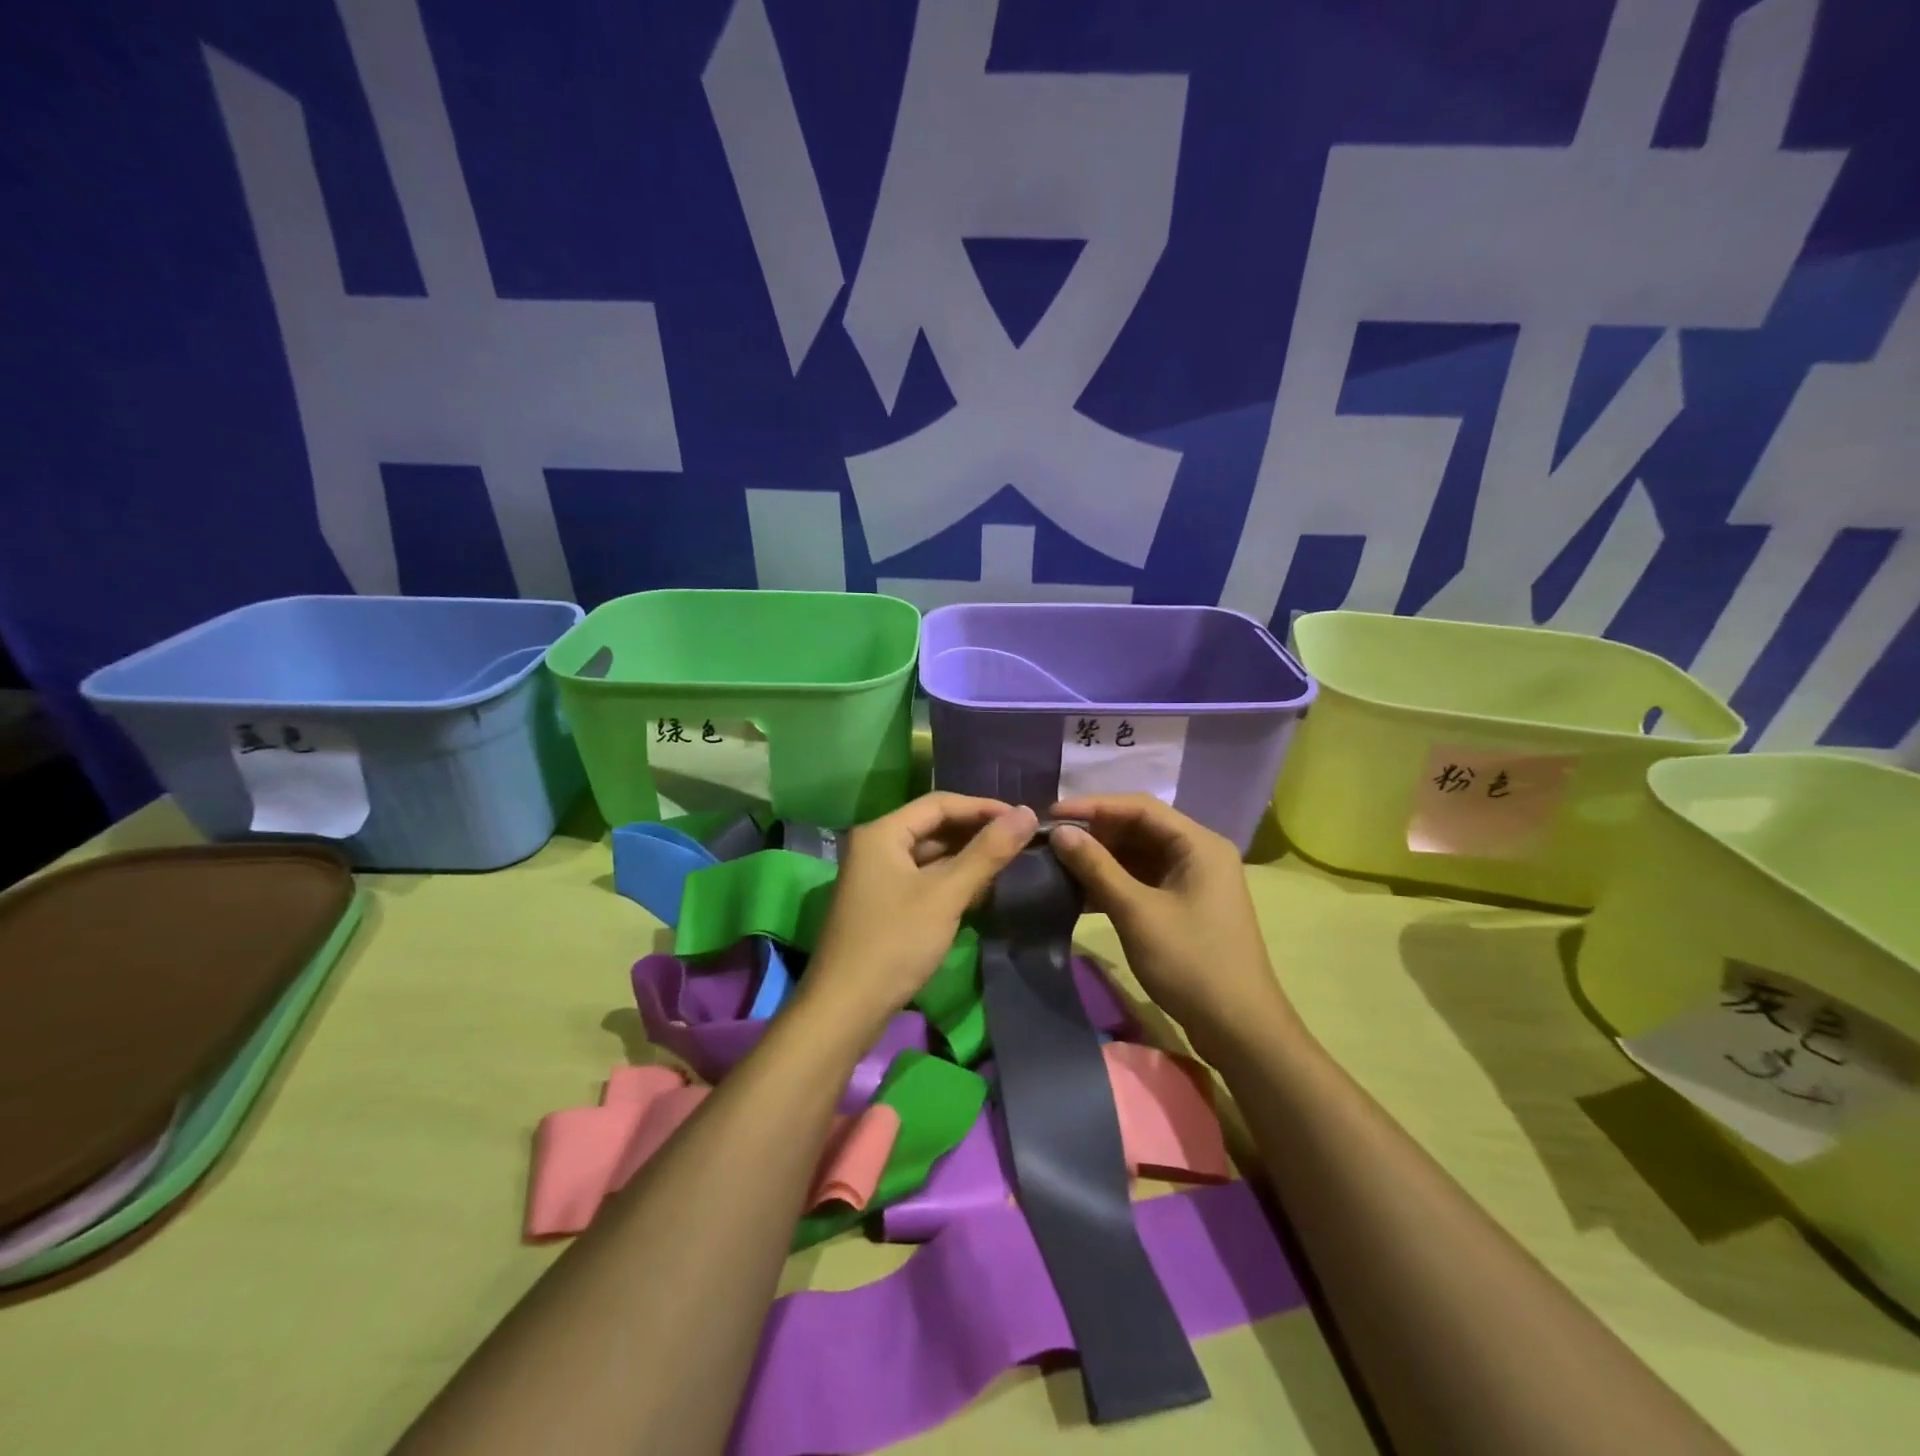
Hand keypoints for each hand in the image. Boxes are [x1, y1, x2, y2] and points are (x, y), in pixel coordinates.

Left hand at [802, 793, 1036, 1032]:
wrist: (846, 1009)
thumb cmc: (895, 943)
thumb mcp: (946, 895)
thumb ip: (987, 852)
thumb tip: (1028, 813)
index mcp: (882, 833)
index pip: (939, 803)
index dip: (983, 807)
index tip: (1024, 818)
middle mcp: (875, 846)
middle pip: (933, 827)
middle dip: (976, 833)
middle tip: (1021, 841)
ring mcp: (876, 877)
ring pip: (929, 855)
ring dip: (966, 858)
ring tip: (1008, 863)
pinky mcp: (882, 904)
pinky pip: (923, 879)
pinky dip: (951, 881)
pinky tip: (981, 890)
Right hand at [1049, 794, 1293, 1052]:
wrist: (1239, 1030)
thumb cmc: (1191, 963)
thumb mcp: (1137, 912)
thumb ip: (1097, 868)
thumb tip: (1060, 832)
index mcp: (1199, 844)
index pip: (1140, 807)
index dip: (1093, 806)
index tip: (1051, 815)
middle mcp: (1198, 853)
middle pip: (1139, 828)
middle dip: (1095, 833)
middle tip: (1050, 841)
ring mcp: (1192, 881)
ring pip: (1138, 855)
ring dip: (1100, 860)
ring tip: (1057, 864)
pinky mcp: (1183, 906)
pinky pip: (1142, 880)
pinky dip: (1113, 883)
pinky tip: (1079, 894)